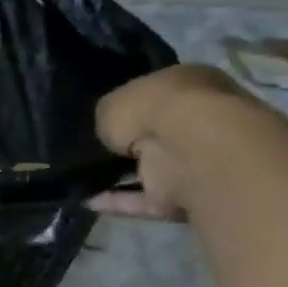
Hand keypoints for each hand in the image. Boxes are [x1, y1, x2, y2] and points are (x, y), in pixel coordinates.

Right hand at [90, 64, 245, 220]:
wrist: (192, 149)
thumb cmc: (155, 108)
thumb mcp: (112, 102)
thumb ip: (110, 117)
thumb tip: (112, 133)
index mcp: (192, 84)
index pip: (160, 94)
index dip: (133, 106)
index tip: (109, 118)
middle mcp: (201, 120)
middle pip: (162, 133)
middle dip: (135, 143)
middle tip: (99, 148)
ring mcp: (200, 161)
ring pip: (156, 168)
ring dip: (126, 176)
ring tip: (86, 178)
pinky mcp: (189, 196)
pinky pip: (148, 199)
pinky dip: (122, 202)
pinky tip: (91, 200)